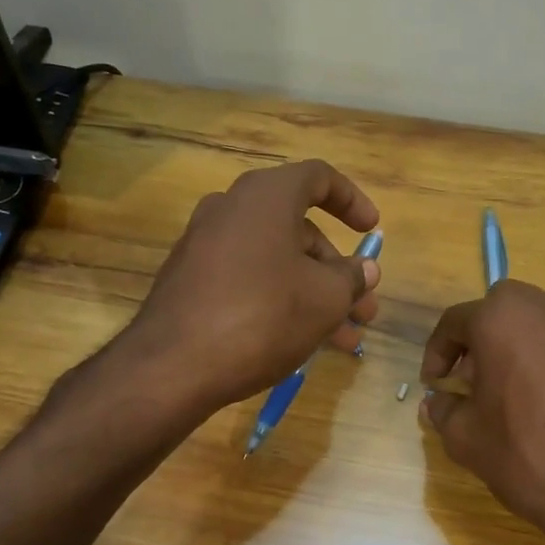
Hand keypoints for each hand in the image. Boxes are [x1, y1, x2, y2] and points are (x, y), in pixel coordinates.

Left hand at [127, 160, 381, 415]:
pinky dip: (278, 300)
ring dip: (313, 294)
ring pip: (275, 261)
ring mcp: (204, 244)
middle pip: (298, 230)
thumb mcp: (325, 299)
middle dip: (337, 271)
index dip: (352, 201)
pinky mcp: (189, 279)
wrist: (173, 366)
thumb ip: (352, 278)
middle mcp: (231, 209)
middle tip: (363, 309)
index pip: (318, 178)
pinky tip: (299, 341)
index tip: (372, 231)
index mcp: (266, 196)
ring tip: (344, 340)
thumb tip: (365, 270)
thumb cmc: (263, 317)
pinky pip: (247, 278)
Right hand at [420, 280, 544, 544]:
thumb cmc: (526, 455)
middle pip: (505, 312)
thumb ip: (444, 410)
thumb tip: (439, 402)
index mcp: (502, 319)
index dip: (438, 352)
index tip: (436, 383)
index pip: (455, 322)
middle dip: (485, 341)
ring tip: (523, 395)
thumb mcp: (465, 438)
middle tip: (477, 381)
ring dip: (527, 351)